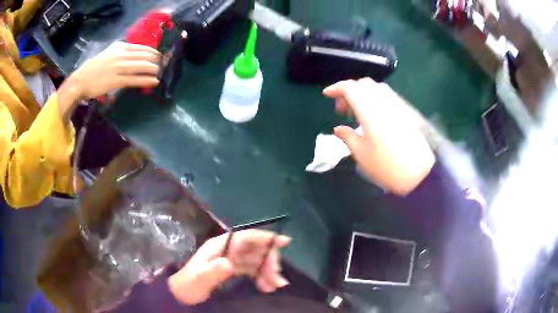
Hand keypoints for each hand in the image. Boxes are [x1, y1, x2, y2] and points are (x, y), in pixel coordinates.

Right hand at [57, 42, 160, 118]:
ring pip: (140, 66)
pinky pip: (134, 79)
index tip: (160, 55)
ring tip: (161, 71)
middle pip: (143, 56)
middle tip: (164, 64)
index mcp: (120, 47)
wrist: (81, 80)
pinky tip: (155, 81)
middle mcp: (120, 55)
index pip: (141, 47)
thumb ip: (121, 51)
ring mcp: (119, 68)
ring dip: (153, 69)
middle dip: (156, 60)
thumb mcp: (109, 53)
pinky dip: (146, 80)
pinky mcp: (116, 81)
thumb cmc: (95, 67)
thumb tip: (135, 53)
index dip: (152, 51)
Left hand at [168, 230, 290, 304]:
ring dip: (267, 271)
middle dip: (269, 261)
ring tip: (276, 286)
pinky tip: (267, 287)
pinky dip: (261, 277)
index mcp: (219, 246)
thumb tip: (230, 263)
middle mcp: (227, 250)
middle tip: (278, 279)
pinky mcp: (232, 269)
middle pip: (254, 249)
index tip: (284, 242)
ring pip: (255, 260)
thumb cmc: (189, 286)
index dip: (265, 237)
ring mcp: (230, 259)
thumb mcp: (199, 280)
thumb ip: (213, 271)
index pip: (246, 237)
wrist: (181, 295)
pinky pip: (252, 270)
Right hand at [323, 78, 434, 194]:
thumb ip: (348, 136)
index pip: (350, 88)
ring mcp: (397, 105)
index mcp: (370, 111)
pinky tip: (373, 115)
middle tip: (342, 110)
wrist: (419, 174)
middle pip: (363, 83)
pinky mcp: (405, 111)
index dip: (336, 88)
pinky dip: (374, 98)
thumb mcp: (362, 154)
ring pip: (376, 87)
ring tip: (357, 112)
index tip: (326, 95)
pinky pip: (386, 95)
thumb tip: (338, 128)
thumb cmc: (387, 167)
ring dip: (362, 93)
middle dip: (348, 91)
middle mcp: (384, 103)